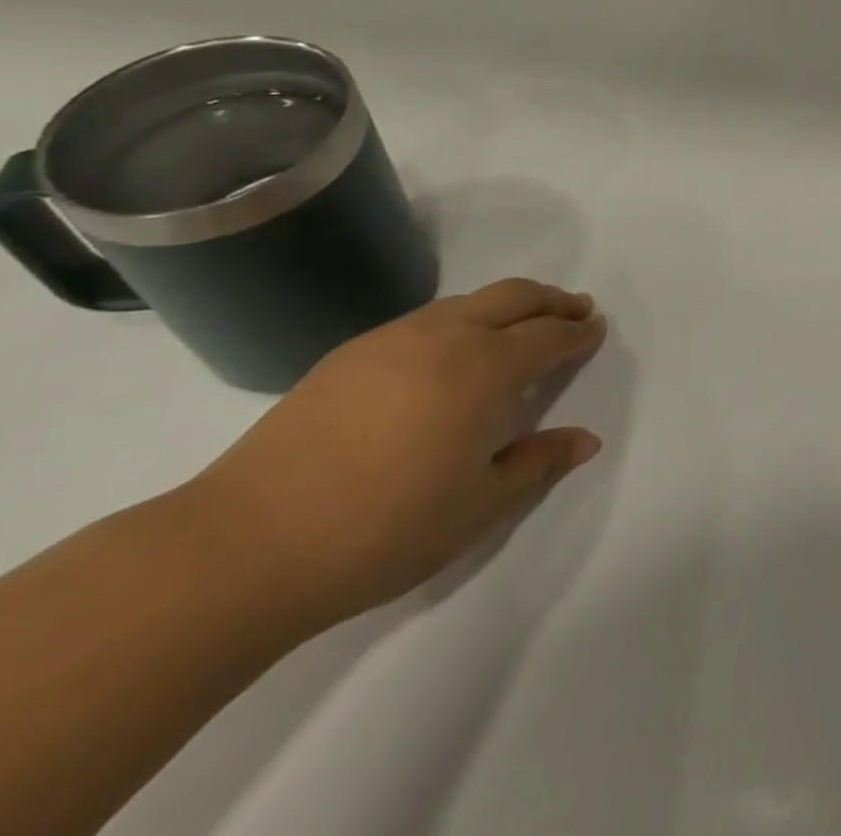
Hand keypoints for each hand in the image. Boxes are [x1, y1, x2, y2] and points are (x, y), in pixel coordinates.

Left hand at [184, 279, 608, 628]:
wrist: (245, 544)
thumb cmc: (383, 530)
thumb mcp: (478, 507)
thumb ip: (538, 463)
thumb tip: (586, 439)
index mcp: (485, 369)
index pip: (548, 336)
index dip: (577, 332)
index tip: (595, 329)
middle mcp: (446, 336)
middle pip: (514, 296)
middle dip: (551, 300)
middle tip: (575, 309)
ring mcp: (392, 339)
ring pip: (467, 301)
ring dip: (506, 305)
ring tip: (520, 325)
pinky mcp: (349, 354)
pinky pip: (426, 318)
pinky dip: (460, 319)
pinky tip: (451, 351)